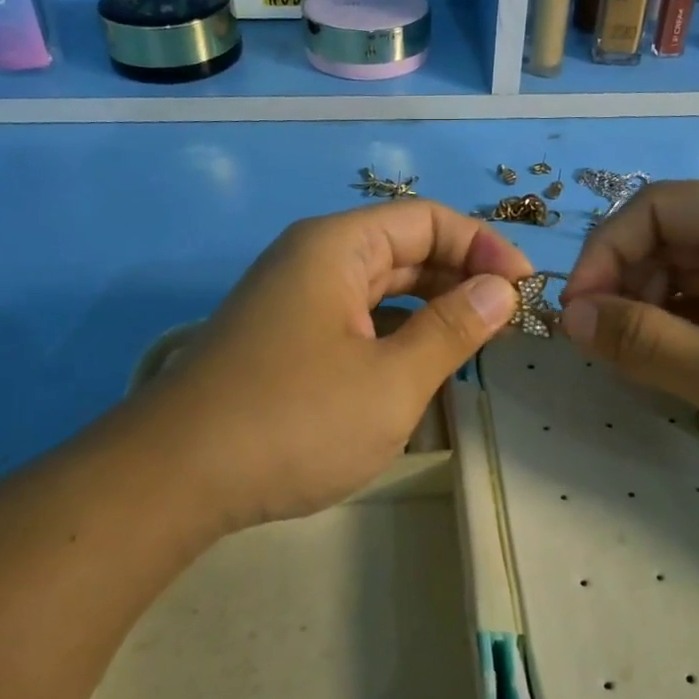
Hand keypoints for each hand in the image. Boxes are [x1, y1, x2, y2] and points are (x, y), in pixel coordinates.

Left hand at [115, 200, 531, 535]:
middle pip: (402, 249)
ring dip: (429, 308)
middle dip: (459, 276)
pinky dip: (393, 334)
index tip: (524, 288)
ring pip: (377, 288)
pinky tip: (418, 365)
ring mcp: (292, 302)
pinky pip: (353, 320)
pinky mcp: (282, 341)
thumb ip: (452, 329)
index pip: (427, 220)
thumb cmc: (294, 421)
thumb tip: (501, 288)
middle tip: (508, 318)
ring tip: (475, 341)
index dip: (483, 246)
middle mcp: (311, 261)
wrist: (174, 479)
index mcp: (336, 247)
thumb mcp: (391, 380)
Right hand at [560, 181, 698, 498]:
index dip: (602, 256)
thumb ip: (642, 343)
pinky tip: (687, 369)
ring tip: (648, 367)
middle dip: (629, 290)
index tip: (576, 318)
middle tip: (610, 352)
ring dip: (657, 314)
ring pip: (694, 272)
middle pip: (672, 238)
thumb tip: (567, 316)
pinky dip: (692, 329)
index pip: (655, 208)